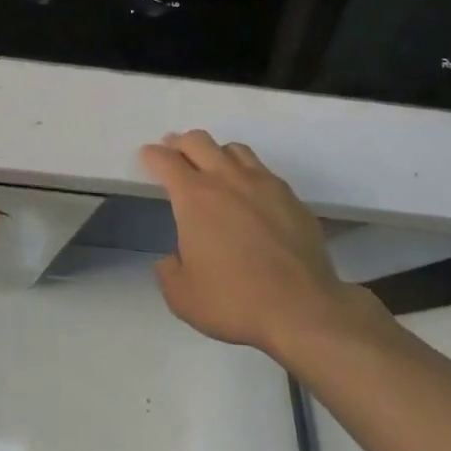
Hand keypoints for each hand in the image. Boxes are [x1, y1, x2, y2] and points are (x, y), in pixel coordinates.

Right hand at [140, 130, 386, 359]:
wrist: (303, 310)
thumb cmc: (235, 301)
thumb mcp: (182, 297)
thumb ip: (168, 270)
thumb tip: (172, 258)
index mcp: (194, 197)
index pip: (165, 160)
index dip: (151, 156)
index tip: (147, 158)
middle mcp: (227, 179)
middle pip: (198, 141)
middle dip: (180, 144)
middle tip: (174, 154)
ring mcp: (263, 184)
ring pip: (234, 149)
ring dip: (216, 153)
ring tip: (213, 170)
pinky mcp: (291, 197)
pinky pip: (263, 171)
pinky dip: (247, 174)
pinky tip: (249, 195)